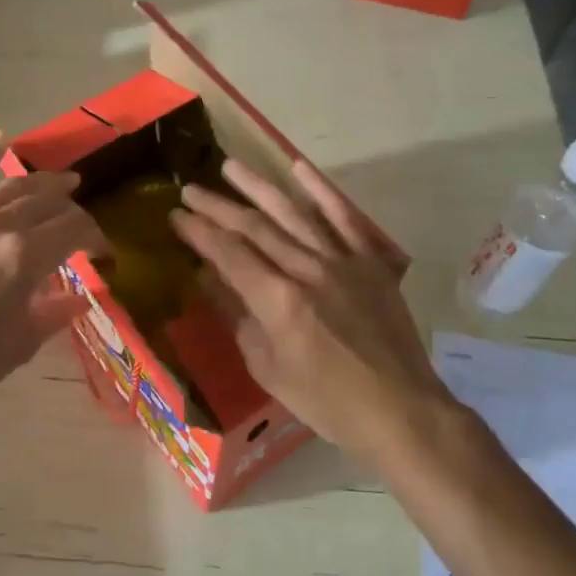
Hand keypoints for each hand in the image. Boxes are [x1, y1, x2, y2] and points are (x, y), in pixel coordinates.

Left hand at [0, 138, 106, 424]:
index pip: (74, 228)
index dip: (95, 236)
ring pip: (10, 188)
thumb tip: (81, 298)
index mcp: (24, 258)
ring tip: (63, 180)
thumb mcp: (18, 346)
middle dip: (72, 207)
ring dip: (41, 181)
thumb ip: (54, 314)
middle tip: (83, 220)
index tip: (104, 253)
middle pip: (46, 202)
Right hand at [168, 158, 450, 458]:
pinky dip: (322, 191)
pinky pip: (345, 218)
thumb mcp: (269, 369)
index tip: (176, 216)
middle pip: (256, 228)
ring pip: (294, 213)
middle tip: (189, 189)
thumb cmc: (327, 401)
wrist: (400, 409)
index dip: (199, 232)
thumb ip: (239, 318)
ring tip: (230, 166)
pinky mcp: (371, 262)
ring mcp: (344, 261)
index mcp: (279, 301)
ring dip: (259, 187)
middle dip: (218, 206)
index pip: (229, 254)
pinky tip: (299, 168)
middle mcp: (309, 270)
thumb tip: (210, 280)